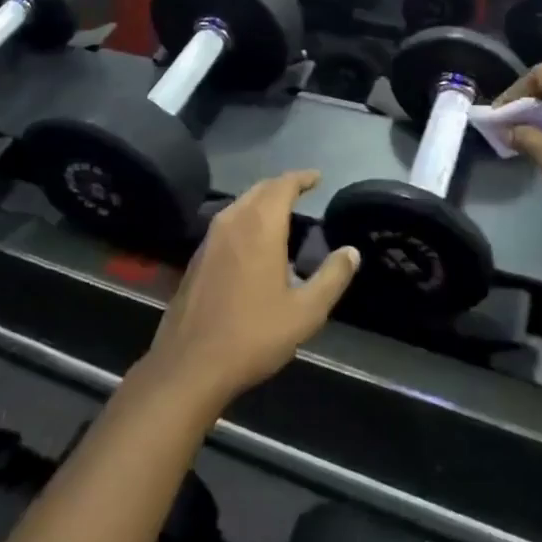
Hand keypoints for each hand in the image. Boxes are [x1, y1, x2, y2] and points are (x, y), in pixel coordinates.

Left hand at [137, 172, 357, 412]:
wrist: (190, 364)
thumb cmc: (253, 335)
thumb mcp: (305, 312)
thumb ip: (331, 277)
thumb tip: (352, 252)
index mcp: (260, 226)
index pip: (283, 185)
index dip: (302, 178)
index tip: (317, 177)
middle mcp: (233, 221)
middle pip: (260, 189)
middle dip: (282, 185)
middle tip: (302, 190)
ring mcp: (210, 237)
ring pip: (240, 203)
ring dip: (262, 200)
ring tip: (281, 211)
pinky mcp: (197, 256)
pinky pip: (227, 221)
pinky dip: (246, 217)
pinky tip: (253, 239)